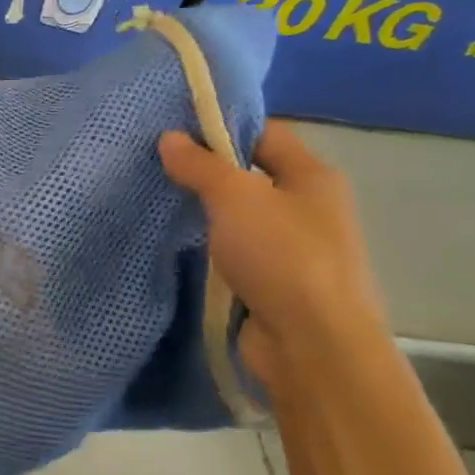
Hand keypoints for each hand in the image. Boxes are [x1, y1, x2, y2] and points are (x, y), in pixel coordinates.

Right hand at [159, 121, 388, 389]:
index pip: (265, 134)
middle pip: (252, 176)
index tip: (175, 133)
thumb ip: (200, 165)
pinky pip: (238, 255)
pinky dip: (213, 251)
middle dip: (208, 174)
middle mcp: (311, 208)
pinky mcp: (278, 286)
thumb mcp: (234, 196)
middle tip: (159, 169)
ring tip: (161, 205)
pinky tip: (180, 248)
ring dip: (207, 216)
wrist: (313, 346)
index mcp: (314, 177)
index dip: (222, 128)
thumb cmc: (282, 256)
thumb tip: (169, 137)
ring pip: (242, 219)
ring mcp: (296, 251)